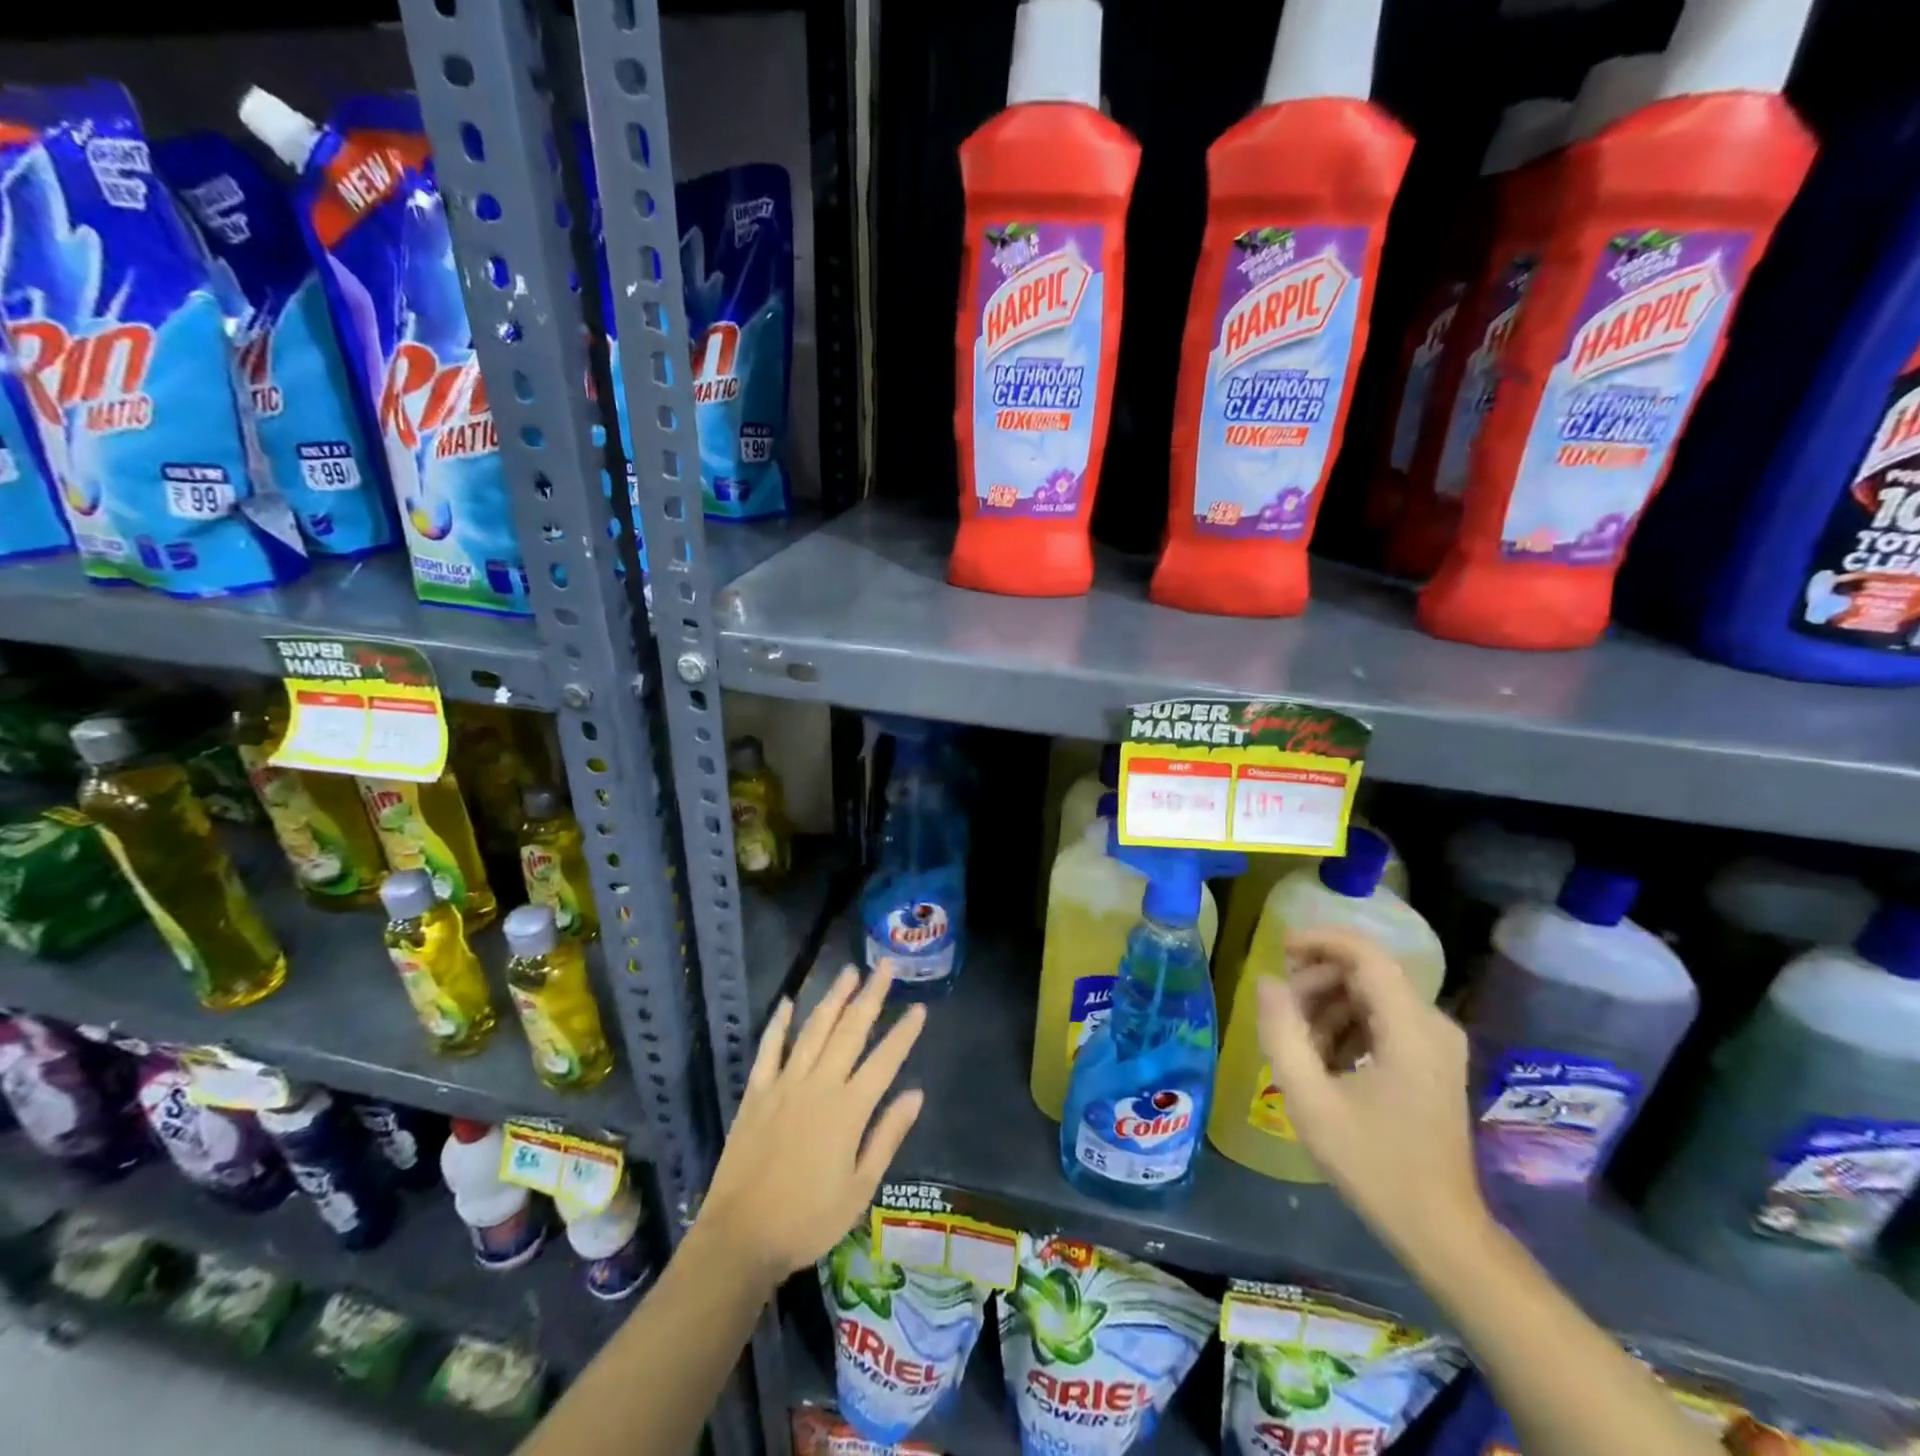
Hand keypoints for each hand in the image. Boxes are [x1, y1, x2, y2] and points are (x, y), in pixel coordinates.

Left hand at [699, 964, 925, 1285]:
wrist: (740, 1238)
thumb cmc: (807, 1220)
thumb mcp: (859, 1189)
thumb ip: (887, 1137)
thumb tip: (916, 1094)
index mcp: (848, 1109)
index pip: (885, 1060)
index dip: (904, 1033)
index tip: (919, 1007)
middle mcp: (819, 1085)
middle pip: (850, 1030)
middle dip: (871, 996)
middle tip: (885, 966)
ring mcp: (784, 1084)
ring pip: (813, 1029)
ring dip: (833, 998)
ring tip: (848, 971)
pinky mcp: (756, 1092)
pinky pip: (769, 1049)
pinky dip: (779, 1024)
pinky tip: (787, 1003)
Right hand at [1255, 927, 1484, 1263]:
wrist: (1440, 1230)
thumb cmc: (1374, 1165)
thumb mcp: (1311, 1100)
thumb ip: (1282, 1033)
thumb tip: (1267, 981)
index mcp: (1411, 1029)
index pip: (1366, 954)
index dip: (1320, 940)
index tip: (1279, 949)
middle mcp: (1433, 1025)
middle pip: (1366, 973)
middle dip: (1316, 980)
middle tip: (1281, 1010)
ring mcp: (1437, 1044)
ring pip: (1371, 995)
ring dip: (1328, 1006)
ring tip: (1297, 1042)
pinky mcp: (1433, 1062)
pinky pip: (1383, 1020)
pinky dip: (1347, 1026)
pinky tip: (1323, 1059)